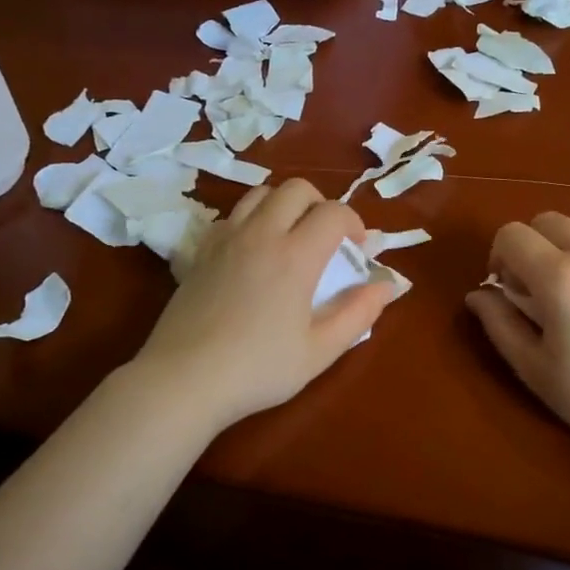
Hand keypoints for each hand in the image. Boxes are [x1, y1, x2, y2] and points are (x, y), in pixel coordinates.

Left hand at [132, 179, 395, 431]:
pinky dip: (251, 220)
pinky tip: (253, 252)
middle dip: (320, 204)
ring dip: (284, 205)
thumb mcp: (320, 351)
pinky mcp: (200, 252)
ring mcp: (225, 239)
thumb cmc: (258, 369)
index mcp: (295, 256)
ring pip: (259, 194)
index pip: (333, 213)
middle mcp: (260, 235)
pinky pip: (231, 216)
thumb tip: (386, 286)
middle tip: (327, 238)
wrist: (183, 380)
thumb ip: (358, 314)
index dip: (354, 224)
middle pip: (296, 189)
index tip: (358, 251)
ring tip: (291, 238)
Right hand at [466, 212, 569, 461]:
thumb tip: (478, 294)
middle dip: (532, 247)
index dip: (499, 257)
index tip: (508, 290)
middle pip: (547, 221)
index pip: (512, 234)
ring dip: (569, 256)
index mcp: (560, 277)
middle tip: (540, 292)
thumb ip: (499, 325)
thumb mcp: (537, 371)